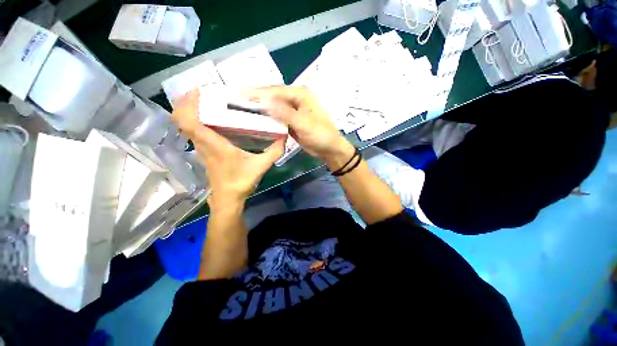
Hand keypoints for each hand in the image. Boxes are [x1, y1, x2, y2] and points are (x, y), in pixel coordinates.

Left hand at [172, 89, 284, 208]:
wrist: (228, 199)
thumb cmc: (241, 182)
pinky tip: (214, 119)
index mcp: (213, 145)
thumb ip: (274, 152)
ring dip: (192, 111)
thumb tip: (284, 137)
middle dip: (188, 102)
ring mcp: (201, 149)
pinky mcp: (204, 152)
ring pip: (187, 125)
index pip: (188, 121)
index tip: (199, 90)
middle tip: (205, 92)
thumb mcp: (261, 166)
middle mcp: (203, 144)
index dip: (188, 103)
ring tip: (209, 101)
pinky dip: (198, 121)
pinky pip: (195, 132)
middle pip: (182, 119)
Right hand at [243, 86, 354, 168]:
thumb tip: (264, 101)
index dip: (257, 92)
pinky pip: (277, 117)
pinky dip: (268, 118)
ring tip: (242, 108)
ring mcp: (293, 110)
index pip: (275, 91)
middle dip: (257, 98)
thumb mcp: (303, 124)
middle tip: (236, 99)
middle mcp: (296, 99)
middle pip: (273, 96)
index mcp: (301, 94)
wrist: (329, 149)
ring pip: (274, 106)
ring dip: (261, 108)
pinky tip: (258, 119)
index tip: (239, 94)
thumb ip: (284, 113)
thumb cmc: (321, 135)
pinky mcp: (292, 121)